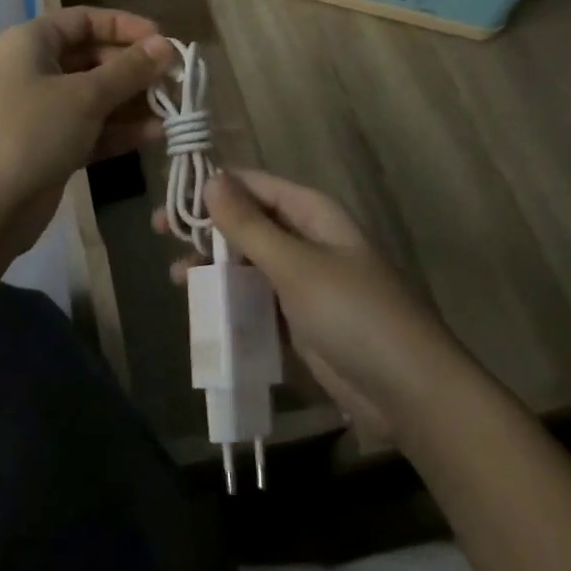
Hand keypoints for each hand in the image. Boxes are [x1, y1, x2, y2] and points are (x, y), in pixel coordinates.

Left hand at [0, 7, 175, 250]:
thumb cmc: (32, 131)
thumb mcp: (85, 95)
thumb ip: (129, 70)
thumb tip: (167, 45)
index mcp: (33, 42)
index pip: (85, 20)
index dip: (125, 26)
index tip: (163, 41)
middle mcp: (36, 70)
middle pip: (93, 58)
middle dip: (134, 69)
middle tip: (174, 80)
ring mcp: (42, 111)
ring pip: (96, 96)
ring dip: (133, 102)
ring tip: (173, 110)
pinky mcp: (51, 146)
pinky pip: (92, 129)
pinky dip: (120, 131)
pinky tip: (154, 136)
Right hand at [159, 170, 457, 439]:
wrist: (410, 392)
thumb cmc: (353, 314)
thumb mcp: (295, 265)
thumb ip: (249, 225)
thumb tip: (211, 178)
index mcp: (312, 213)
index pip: (254, 185)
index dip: (213, 185)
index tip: (171, 193)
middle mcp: (307, 239)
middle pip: (248, 223)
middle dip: (207, 228)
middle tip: (161, 233)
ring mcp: (305, 282)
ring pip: (249, 263)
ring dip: (215, 267)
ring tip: (178, 279)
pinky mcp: (302, 322)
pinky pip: (258, 301)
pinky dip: (233, 302)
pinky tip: (205, 312)